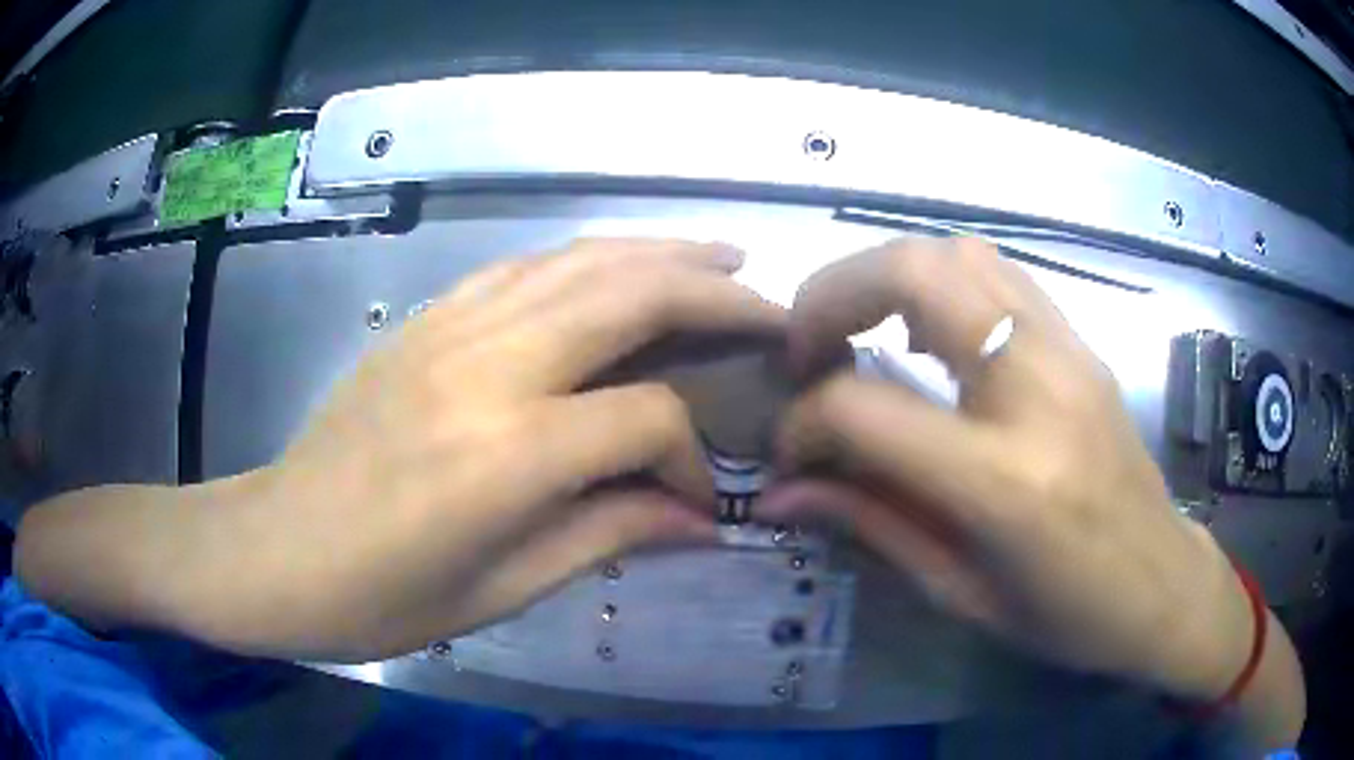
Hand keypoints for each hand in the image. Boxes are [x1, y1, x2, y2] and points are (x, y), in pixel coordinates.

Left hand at [180, 239, 783, 660]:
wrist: (274, 550)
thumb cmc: (379, 597)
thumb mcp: (500, 591)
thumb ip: (607, 536)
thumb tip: (699, 521)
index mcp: (507, 452)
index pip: (648, 419)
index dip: (693, 458)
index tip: (700, 498)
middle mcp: (487, 367)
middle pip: (631, 295)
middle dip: (716, 294)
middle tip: (770, 307)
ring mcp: (449, 329)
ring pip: (580, 260)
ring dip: (660, 252)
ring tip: (719, 256)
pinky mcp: (423, 320)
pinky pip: (522, 267)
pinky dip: (586, 258)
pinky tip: (617, 267)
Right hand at [759, 238, 1254, 700]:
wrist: (1162, 584)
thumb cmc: (1065, 614)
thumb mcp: (960, 591)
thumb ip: (870, 522)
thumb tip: (779, 493)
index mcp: (1005, 483)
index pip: (866, 411)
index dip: (804, 423)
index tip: (790, 450)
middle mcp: (1039, 390)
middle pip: (914, 273)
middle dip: (832, 295)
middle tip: (808, 350)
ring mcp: (1068, 351)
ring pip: (956, 253)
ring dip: (887, 278)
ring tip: (862, 334)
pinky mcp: (1082, 341)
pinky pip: (998, 273)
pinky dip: (942, 282)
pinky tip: (930, 334)